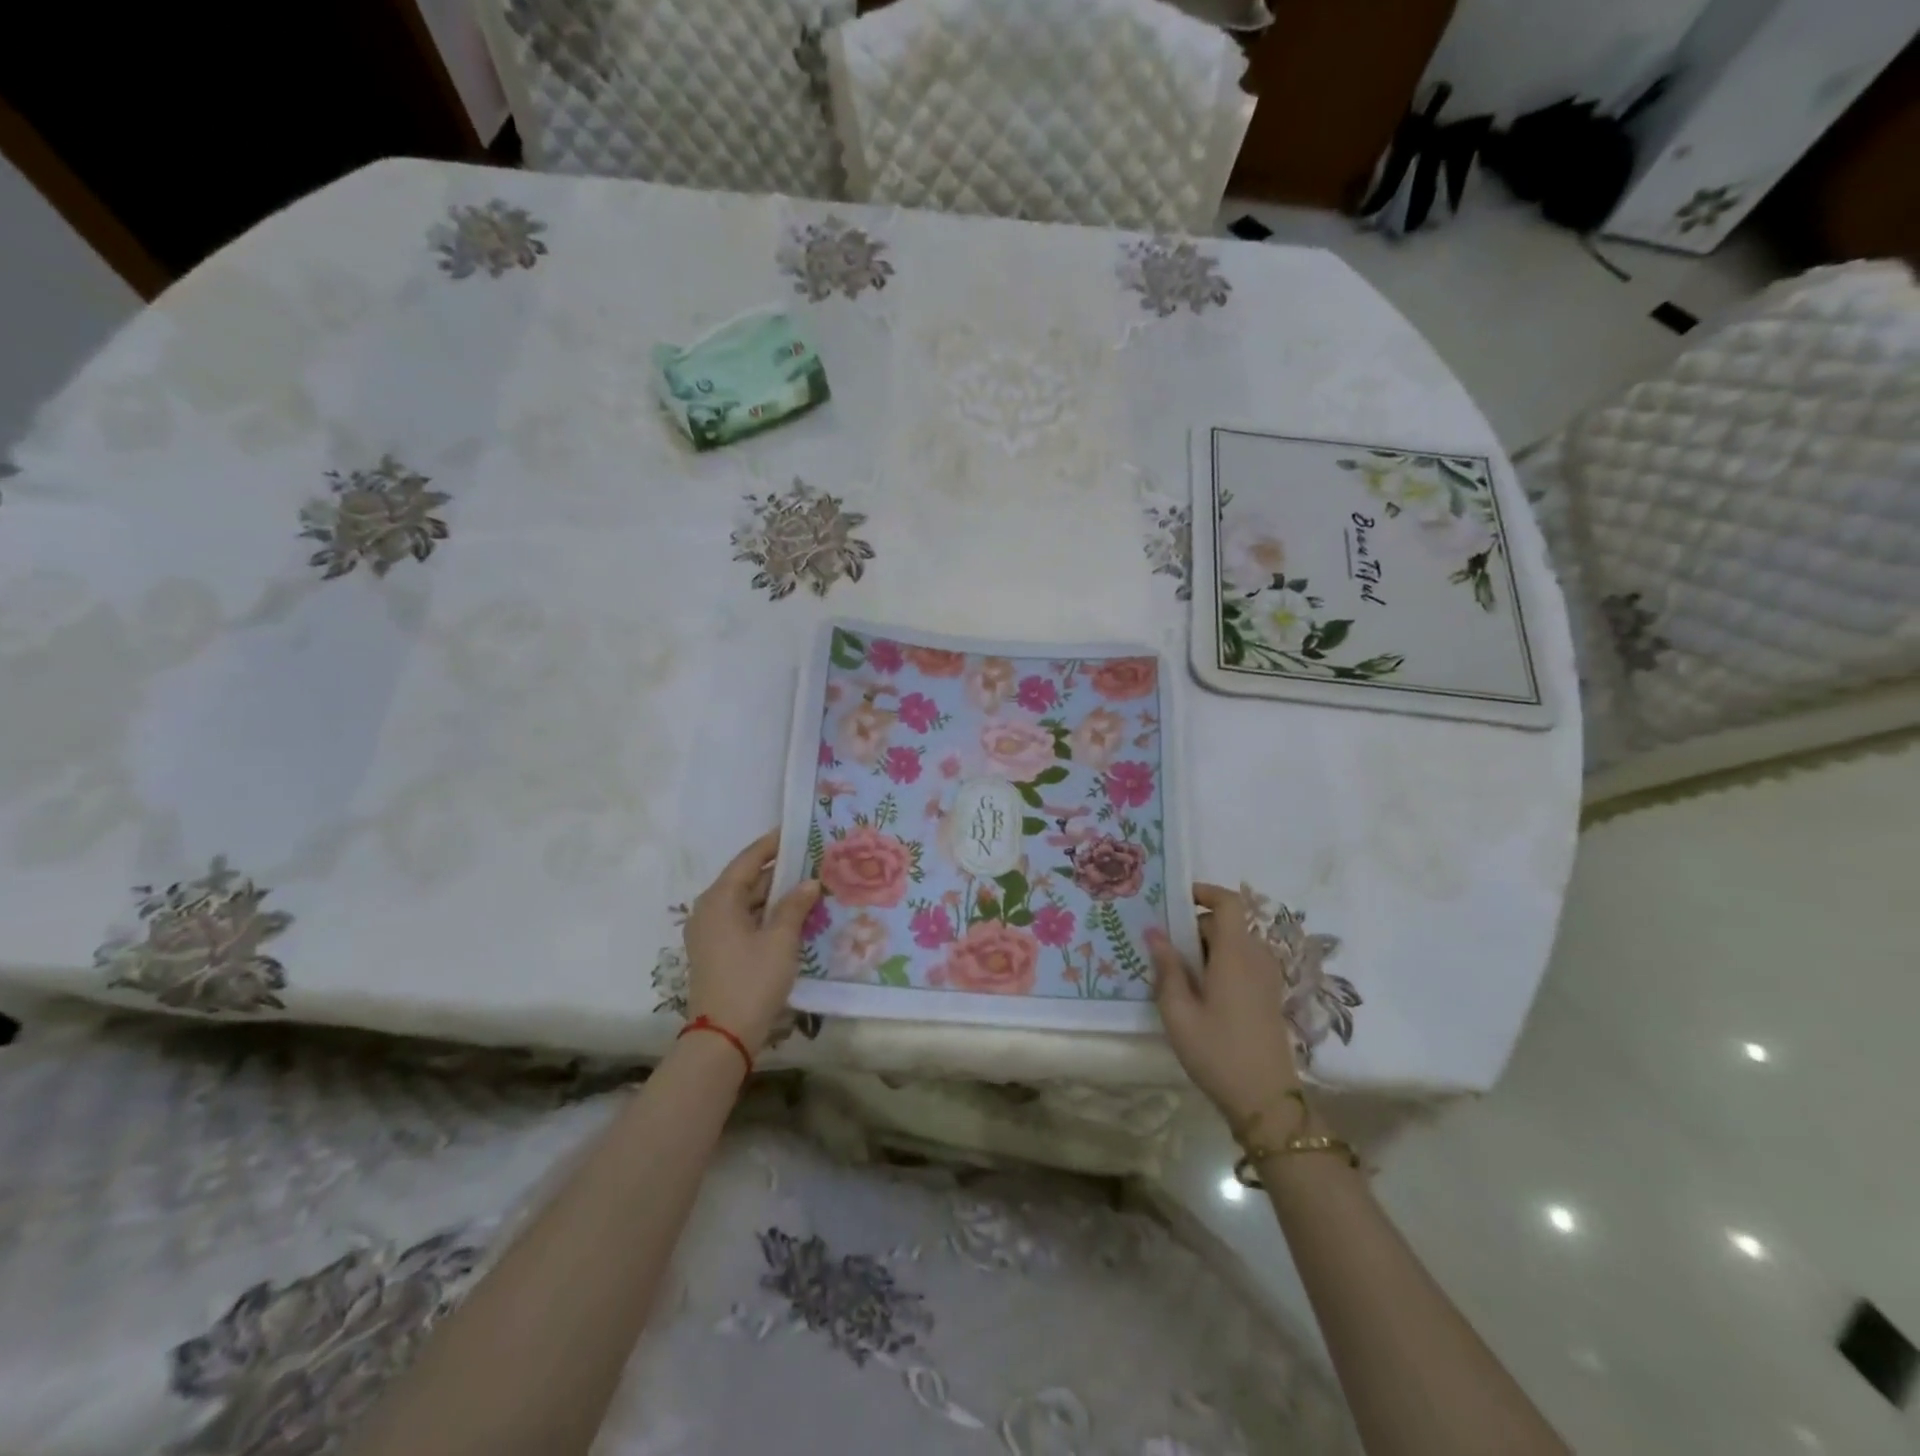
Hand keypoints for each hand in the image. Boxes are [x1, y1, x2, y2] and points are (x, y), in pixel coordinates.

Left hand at [683, 830, 821, 1053]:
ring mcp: (709, 932)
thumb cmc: (752, 980)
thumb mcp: (781, 940)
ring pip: (745, 902)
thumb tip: (810, 882)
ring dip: (774, 895)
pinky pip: (742, 920)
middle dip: (778, 871)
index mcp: (719, 899)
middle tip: (811, 859)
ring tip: (808, 885)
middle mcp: (709, 910)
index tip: (797, 830)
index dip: (773, 844)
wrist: (722, 1037)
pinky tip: (791, 916)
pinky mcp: (715, 951)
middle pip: (746, 880)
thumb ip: (795, 906)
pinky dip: (765, 914)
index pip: (749, 859)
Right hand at [1151, 882, 1300, 1126]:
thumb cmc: (1217, 1052)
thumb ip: (1167, 968)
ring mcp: (1267, 978)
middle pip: (1226, 924)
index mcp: (1235, 954)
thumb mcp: (1179, 1012)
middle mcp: (1256, 957)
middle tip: (1161, 948)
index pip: (1229, 902)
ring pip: (1233, 944)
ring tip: (1174, 973)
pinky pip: (1242, 963)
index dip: (1204, 892)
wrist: (1266, 1101)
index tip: (1174, 900)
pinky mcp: (1268, 996)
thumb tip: (1155, 933)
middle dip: (1193, 928)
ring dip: (1205, 949)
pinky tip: (1197, 993)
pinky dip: (1219, 965)